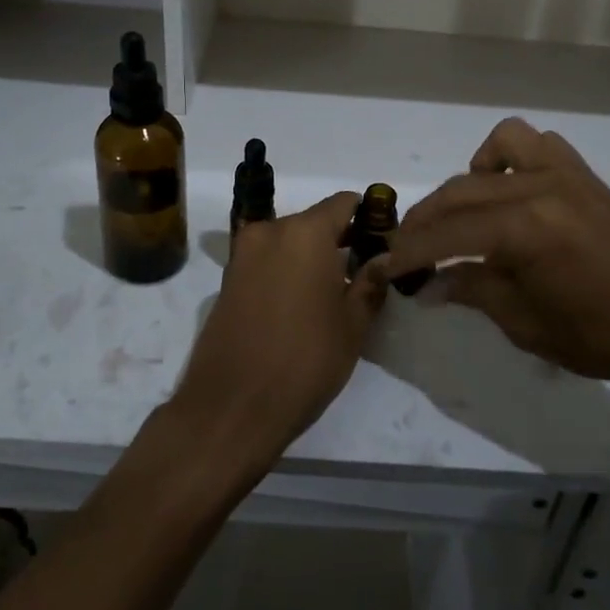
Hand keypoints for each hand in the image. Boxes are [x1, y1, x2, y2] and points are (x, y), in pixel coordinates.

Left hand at [169, 192, 387, 476]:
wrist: (231, 407)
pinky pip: (266, 261)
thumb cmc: (304, 361)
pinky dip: (285, 270)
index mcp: (305, 233)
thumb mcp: (352, 325)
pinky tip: (299, 305)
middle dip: (338, 239)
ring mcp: (243, 254)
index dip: (367, 217)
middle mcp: (270, 231)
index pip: (343, 203)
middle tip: (361, 273)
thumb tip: (383, 258)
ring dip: (310, 256)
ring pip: (288, 241)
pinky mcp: (227, 279)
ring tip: (331, 294)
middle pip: (314, 220)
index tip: (381, 243)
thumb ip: (370, 283)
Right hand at [383, 119, 609, 388]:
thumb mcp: (523, 322)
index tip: (382, 264)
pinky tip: (510, 190)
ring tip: (464, 213)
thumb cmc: (598, 336)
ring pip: (498, 147)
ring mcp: (565, 174)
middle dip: (426, 220)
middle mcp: (540, 187)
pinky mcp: (584, 175)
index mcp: (524, 229)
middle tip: (407, 248)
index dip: (410, 251)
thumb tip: (427, 286)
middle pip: (461, 192)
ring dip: (469, 178)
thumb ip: (471, 290)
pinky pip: (538, 143)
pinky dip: (512, 157)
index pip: (447, 233)